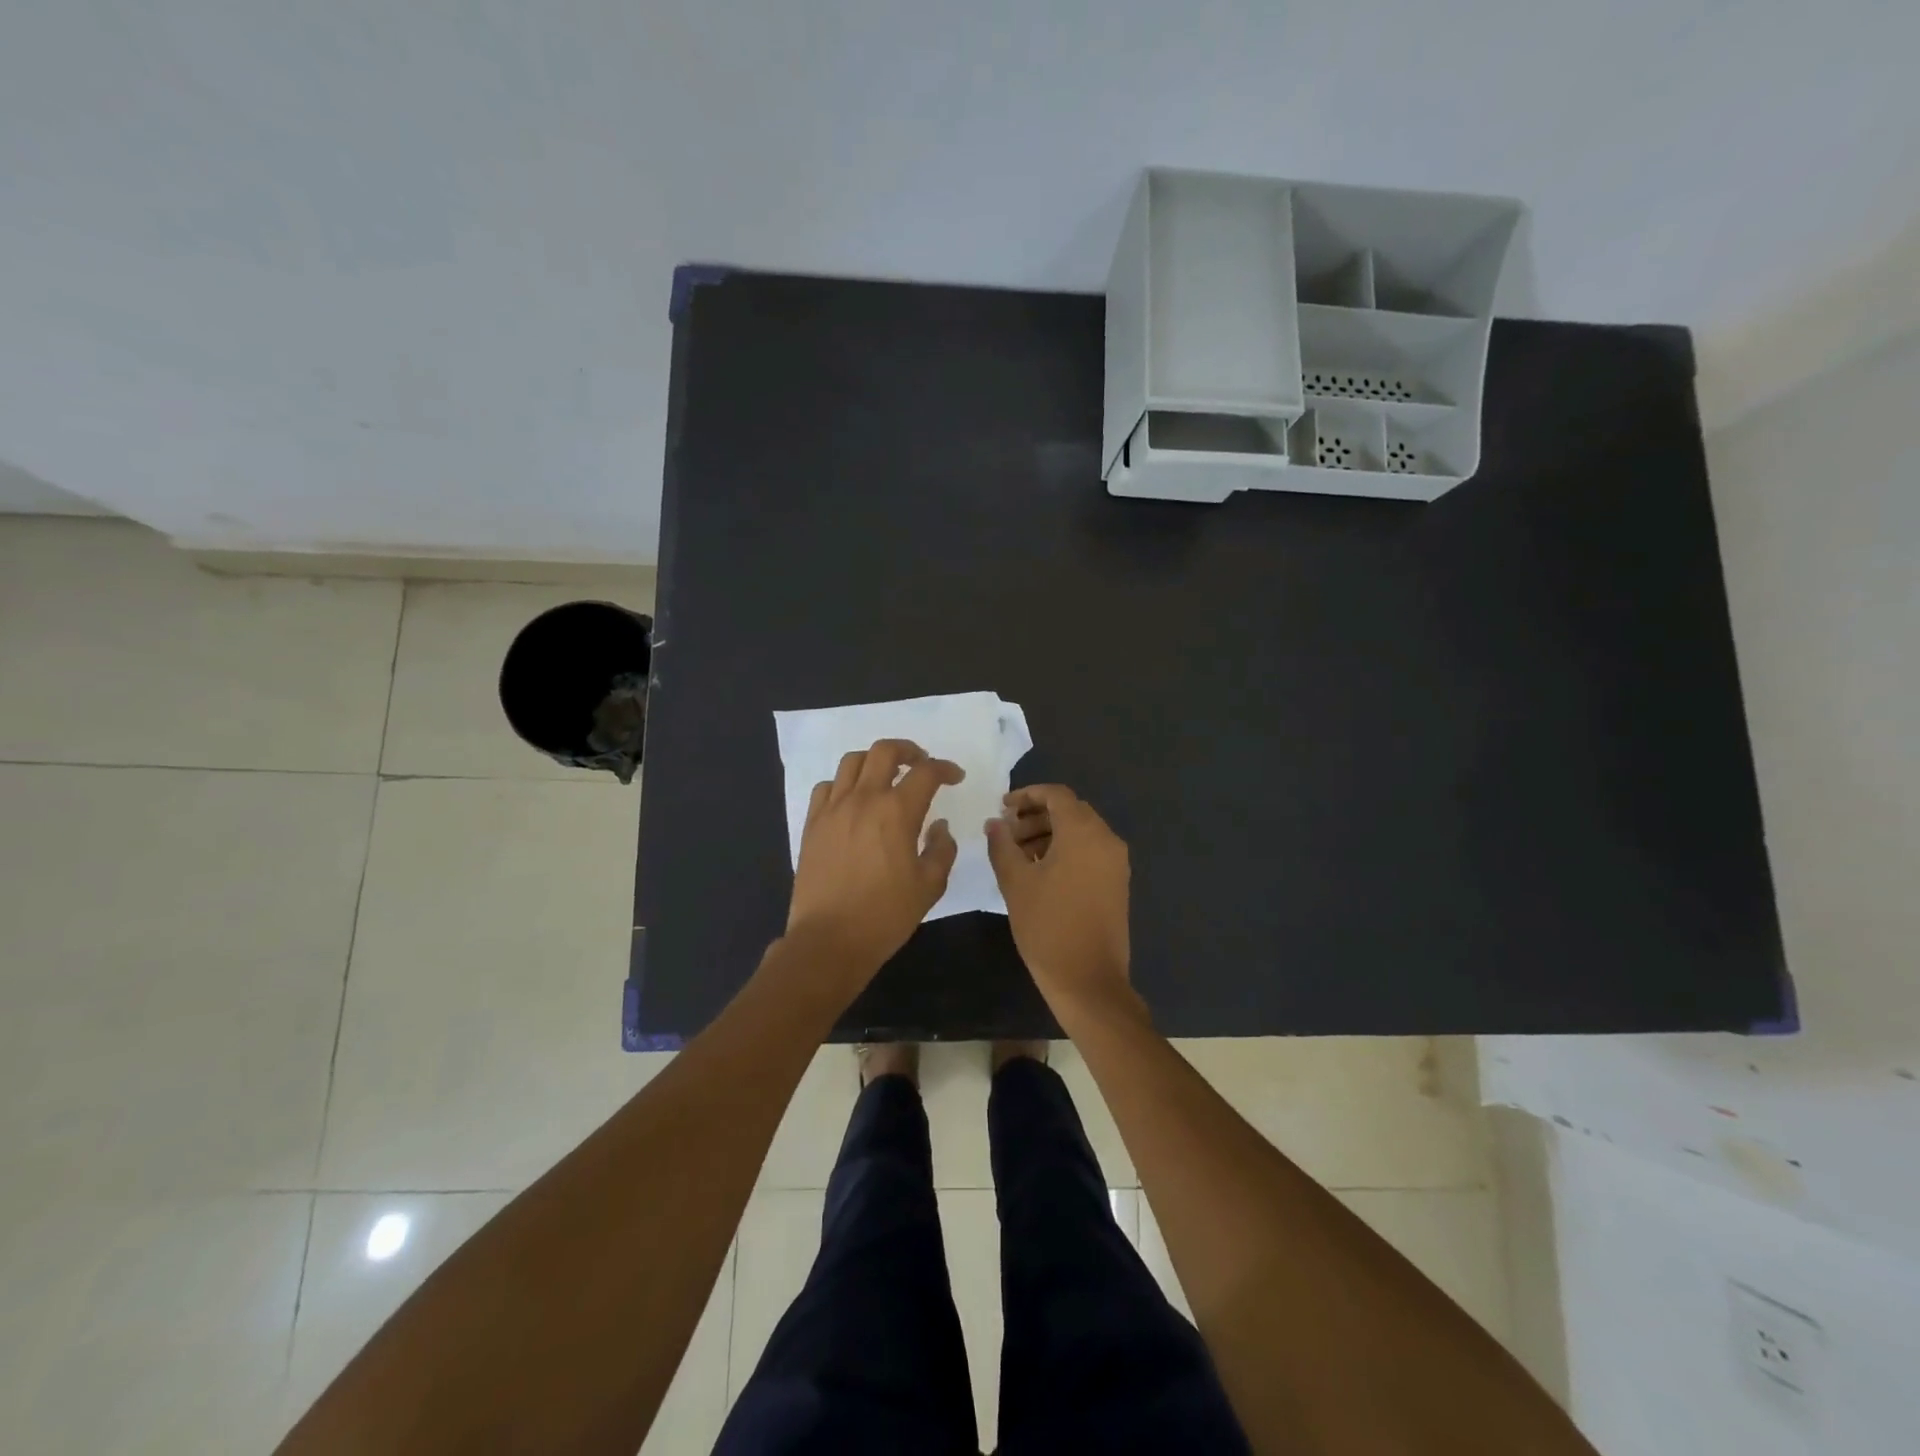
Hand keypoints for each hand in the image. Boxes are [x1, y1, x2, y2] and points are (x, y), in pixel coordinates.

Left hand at [786, 738, 962, 990]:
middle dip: (908, 750)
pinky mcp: (812, 823)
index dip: (945, 768)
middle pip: (884, 751)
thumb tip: (939, 825)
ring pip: (852, 762)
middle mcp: (863, 799)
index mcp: (897, 811)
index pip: (926, 772)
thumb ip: (941, 849)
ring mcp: (833, 809)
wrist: (829, 939)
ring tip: (885, 777)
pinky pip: (826, 787)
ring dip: (874, 762)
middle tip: (920, 764)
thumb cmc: (885, 915)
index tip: (955, 777)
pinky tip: (852, 800)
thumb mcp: (929, 886)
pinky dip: (843, 784)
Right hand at [985, 785, 1135, 1022]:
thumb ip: (1002, 846)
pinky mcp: (1117, 882)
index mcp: (1084, 833)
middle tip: (1007, 833)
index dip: (1027, 795)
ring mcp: (1116, 862)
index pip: (1057, 795)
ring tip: (1019, 854)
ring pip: (1081, 831)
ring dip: (1049, 833)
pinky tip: (1040, 871)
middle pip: (1070, 811)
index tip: (1003, 807)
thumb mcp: (1015, 883)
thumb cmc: (1047, 927)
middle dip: (1036, 815)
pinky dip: (1065, 850)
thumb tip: (995, 823)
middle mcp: (1106, 839)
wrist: (1089, 980)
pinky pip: (1090, 851)